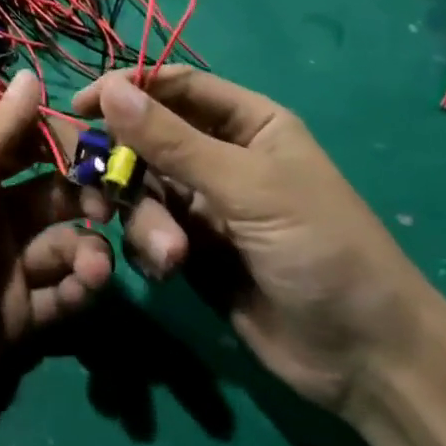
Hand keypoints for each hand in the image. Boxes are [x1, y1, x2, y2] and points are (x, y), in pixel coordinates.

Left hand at [0, 71, 112, 445]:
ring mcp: (6, 271)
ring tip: (93, 264)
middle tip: (117, 204)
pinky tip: (86, 287)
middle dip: (90, 196)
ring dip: (89, 248)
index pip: (30, 146)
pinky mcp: (17, 321)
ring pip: (66, 246)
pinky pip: (61, 297)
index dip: (66, 142)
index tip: (106, 145)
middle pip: (56, 196)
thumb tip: (30, 74)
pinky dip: (80, 290)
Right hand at [71, 67, 436, 413]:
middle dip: (127, 165)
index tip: (81, 107)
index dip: (128, 89)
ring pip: (144, 189)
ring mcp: (206, 205)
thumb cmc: (321, 248)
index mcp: (248, 122)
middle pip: (149, 139)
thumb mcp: (247, 187)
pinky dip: (150, 247)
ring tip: (170, 255)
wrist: (364, 358)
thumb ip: (173, 141)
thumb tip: (110, 91)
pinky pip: (149, 231)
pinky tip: (170, 270)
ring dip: (145, 219)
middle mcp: (222, 155)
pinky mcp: (193, 250)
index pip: (176, 86)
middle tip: (102, 190)